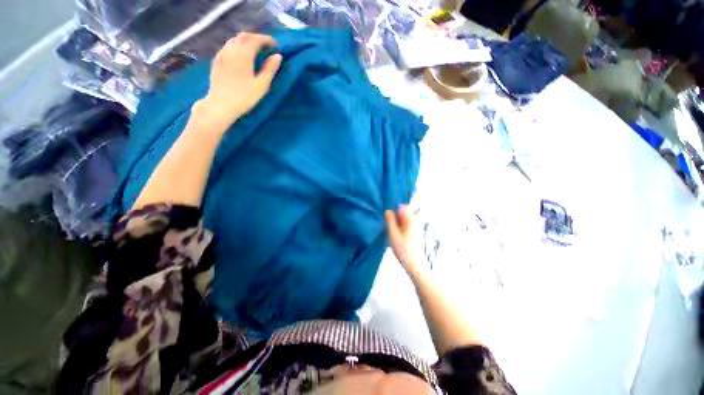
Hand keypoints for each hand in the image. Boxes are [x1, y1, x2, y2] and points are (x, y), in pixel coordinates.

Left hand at [198, 33, 282, 129]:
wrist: (221, 105)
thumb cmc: (244, 97)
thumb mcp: (261, 85)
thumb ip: (270, 69)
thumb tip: (277, 56)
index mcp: (243, 54)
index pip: (256, 40)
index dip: (266, 40)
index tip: (275, 45)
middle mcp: (231, 49)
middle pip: (243, 36)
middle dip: (255, 37)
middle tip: (265, 45)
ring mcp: (222, 54)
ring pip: (234, 40)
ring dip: (245, 41)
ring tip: (254, 49)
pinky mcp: (217, 61)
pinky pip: (228, 47)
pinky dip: (237, 46)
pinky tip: (241, 55)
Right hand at [385, 206, 427, 277]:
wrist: (416, 267)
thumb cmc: (404, 251)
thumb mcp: (393, 235)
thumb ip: (390, 221)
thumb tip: (387, 210)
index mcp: (410, 221)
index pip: (403, 207)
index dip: (394, 207)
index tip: (387, 212)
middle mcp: (414, 223)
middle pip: (403, 213)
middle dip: (394, 216)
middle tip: (387, 224)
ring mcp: (415, 230)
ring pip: (403, 221)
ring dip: (396, 223)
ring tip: (390, 231)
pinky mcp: (414, 236)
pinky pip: (405, 227)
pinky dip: (398, 229)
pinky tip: (394, 237)